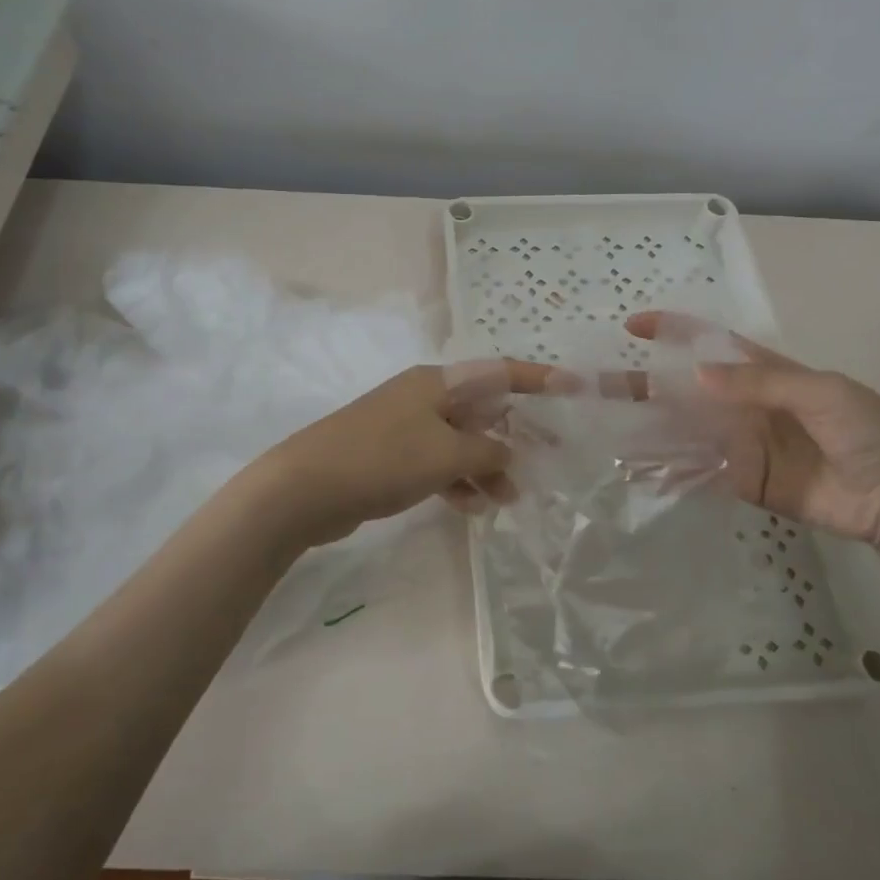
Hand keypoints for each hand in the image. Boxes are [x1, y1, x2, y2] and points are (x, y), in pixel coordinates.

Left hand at [248, 360, 551, 548]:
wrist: (305, 487)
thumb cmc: (383, 458)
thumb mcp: (446, 453)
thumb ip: (488, 451)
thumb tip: (508, 452)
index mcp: (438, 383)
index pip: (499, 372)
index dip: (539, 379)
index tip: (574, 387)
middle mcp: (424, 398)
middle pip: (482, 409)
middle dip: (514, 435)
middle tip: (549, 460)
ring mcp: (405, 427)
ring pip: (461, 442)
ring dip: (487, 467)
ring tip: (508, 499)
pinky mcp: (391, 457)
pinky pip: (438, 464)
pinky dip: (458, 481)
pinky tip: (473, 507)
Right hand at [626, 312, 879, 551]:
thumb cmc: (869, 429)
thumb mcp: (820, 392)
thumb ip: (757, 382)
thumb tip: (693, 374)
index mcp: (763, 371)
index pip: (708, 343)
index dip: (671, 331)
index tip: (632, 327)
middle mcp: (743, 403)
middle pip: (684, 389)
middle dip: (643, 384)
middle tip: (597, 386)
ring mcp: (740, 444)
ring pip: (683, 432)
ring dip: (647, 430)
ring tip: (605, 431)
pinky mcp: (743, 482)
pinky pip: (698, 473)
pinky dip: (668, 472)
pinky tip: (638, 471)